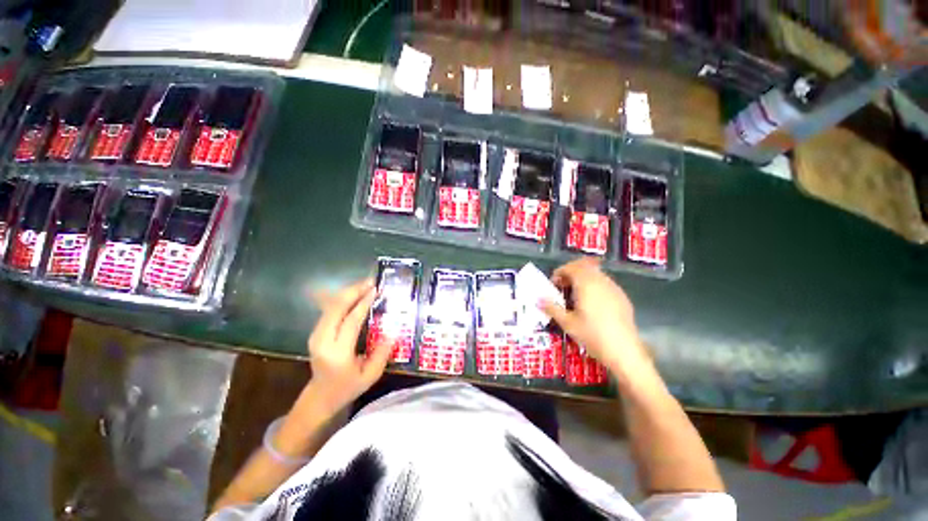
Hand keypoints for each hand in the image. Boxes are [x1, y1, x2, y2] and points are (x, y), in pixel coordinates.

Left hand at [302, 278, 391, 415]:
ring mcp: (316, 335)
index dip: (363, 303)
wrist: (320, 396)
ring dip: (347, 292)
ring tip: (365, 284)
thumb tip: (393, 331)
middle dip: (353, 291)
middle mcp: (323, 340)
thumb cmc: (348, 387)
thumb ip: (382, 353)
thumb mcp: (370, 375)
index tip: (376, 290)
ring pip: (330, 306)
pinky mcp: (315, 332)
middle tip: (371, 281)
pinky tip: (354, 293)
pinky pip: (328, 309)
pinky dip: (341, 298)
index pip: (351, 321)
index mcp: (337, 353)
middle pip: (336, 308)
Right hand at [540, 258, 650, 375]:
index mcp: (586, 284)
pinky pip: (605, 283)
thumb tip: (538, 299)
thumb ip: (552, 308)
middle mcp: (601, 281)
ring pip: (595, 273)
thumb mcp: (567, 323)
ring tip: (575, 295)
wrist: (624, 351)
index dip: (559, 272)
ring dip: (583, 278)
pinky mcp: (622, 297)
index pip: (571, 267)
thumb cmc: (592, 335)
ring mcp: (614, 288)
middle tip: (563, 286)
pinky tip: (592, 303)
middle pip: (584, 266)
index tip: (553, 284)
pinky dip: (594, 285)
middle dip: (571, 272)